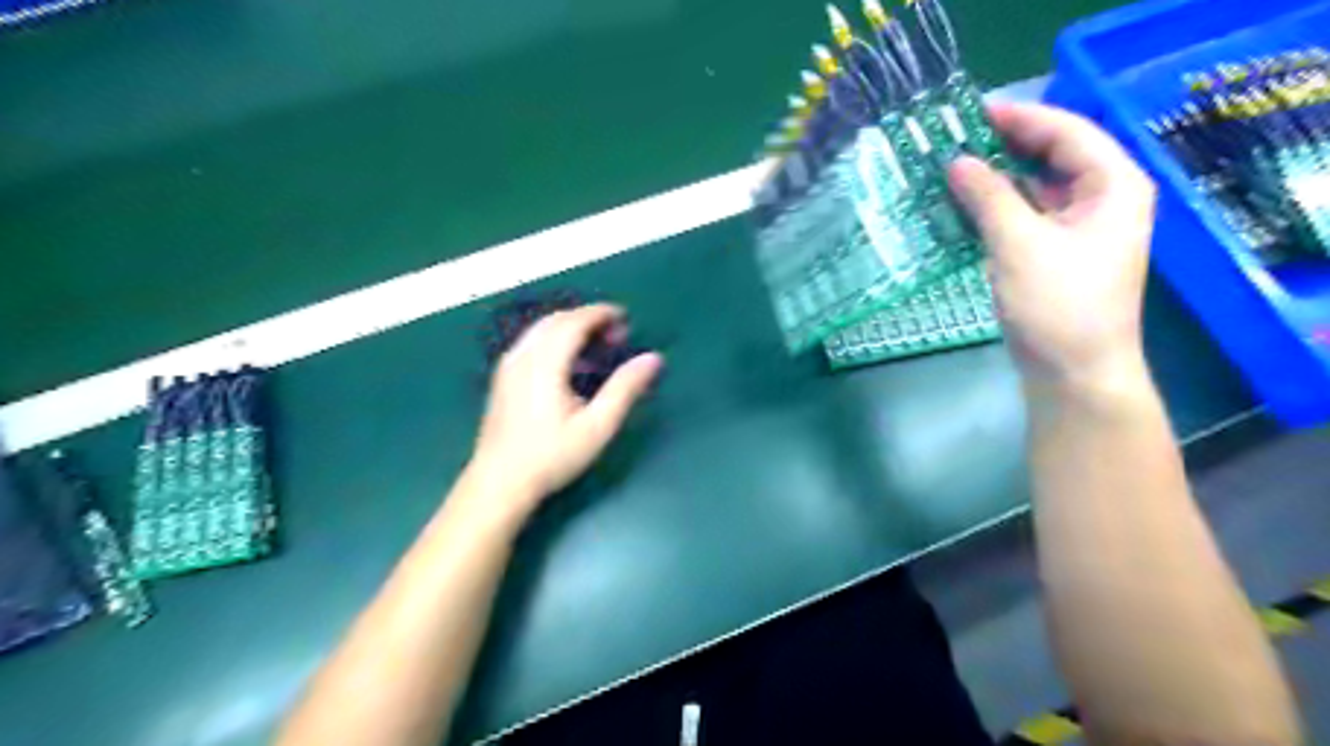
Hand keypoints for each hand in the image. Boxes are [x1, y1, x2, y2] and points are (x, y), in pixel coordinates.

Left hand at [463, 303, 661, 511]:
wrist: (499, 483)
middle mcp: (522, 355)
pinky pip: (532, 343)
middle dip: (588, 319)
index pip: (574, 321)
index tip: (626, 319)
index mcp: (545, 363)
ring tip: (597, 348)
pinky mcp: (502, 378)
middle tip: (616, 336)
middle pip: (557, 320)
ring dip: (571, 328)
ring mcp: (508, 366)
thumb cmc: (551, 456)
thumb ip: (625, 389)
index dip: (601, 314)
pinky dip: (555, 340)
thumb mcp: (597, 426)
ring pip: (542, 330)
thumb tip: (652, 359)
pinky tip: (569, 365)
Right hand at [949, 102, 1161, 392]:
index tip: (971, 111)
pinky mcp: (1055, 254)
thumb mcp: (1020, 244)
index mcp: (1112, 186)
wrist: (1074, 374)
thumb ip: (988, 197)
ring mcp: (1078, 229)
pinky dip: (996, 208)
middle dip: (1004, 146)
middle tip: (954, 139)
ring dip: (996, 178)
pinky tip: (963, 206)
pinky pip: (1025, 216)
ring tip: (951, 168)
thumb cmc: (1058, 306)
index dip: (1020, 118)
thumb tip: (956, 162)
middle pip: (1052, 156)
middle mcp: (1101, 199)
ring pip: (1035, 187)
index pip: (1067, 132)